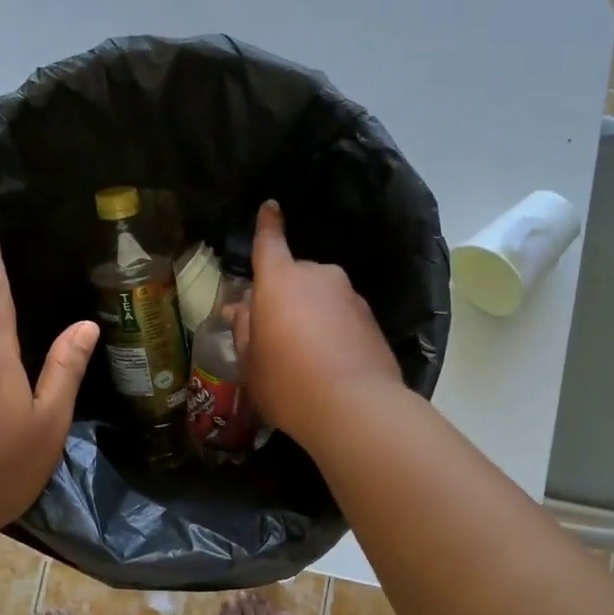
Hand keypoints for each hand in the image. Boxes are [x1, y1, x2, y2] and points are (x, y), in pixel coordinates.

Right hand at [231, 200, 401, 448]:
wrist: (355, 408)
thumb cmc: (287, 382)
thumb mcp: (251, 362)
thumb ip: (244, 330)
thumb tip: (241, 309)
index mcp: (280, 281)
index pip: (269, 243)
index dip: (267, 225)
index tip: (270, 206)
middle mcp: (318, 277)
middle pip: (295, 277)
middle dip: (285, 296)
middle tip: (273, 332)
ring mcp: (350, 297)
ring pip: (321, 298)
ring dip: (310, 315)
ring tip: (303, 356)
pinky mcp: (372, 321)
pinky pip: (342, 317)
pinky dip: (333, 331)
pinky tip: (328, 364)